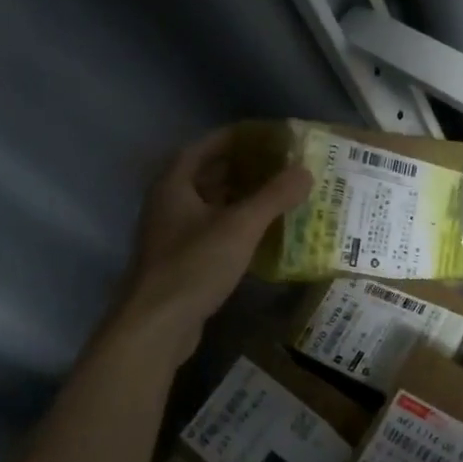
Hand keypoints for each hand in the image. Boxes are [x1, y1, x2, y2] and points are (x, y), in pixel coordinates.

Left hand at [112, 126, 310, 361]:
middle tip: (281, 166)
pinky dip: (236, 227)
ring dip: (241, 199)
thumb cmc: (193, 266)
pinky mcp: (181, 261)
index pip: (206, 146)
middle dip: (243, 168)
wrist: (156, 325)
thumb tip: (305, 172)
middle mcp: (168, 203)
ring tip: (278, 195)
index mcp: (174, 184)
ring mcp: (172, 234)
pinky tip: (262, 235)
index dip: (236, 138)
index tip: (268, 136)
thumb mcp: (239, 227)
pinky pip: (212, 232)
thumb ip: (273, 197)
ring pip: (211, 206)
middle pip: (208, 175)